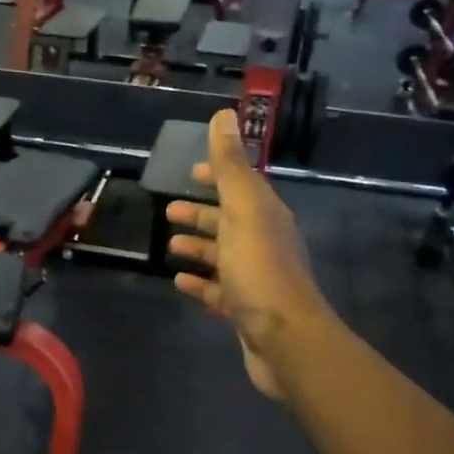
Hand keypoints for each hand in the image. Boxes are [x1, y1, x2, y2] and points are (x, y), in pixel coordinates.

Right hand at [165, 110, 330, 400]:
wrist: (285, 339)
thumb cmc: (261, 270)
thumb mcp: (243, 210)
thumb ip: (230, 167)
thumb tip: (224, 114)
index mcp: (265, 216)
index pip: (240, 186)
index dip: (217, 176)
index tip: (190, 171)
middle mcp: (263, 243)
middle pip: (229, 221)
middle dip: (201, 214)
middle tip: (169, 209)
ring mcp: (254, 278)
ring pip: (222, 256)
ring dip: (197, 248)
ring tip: (168, 246)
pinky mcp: (244, 310)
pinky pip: (217, 290)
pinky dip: (198, 283)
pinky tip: (178, 281)